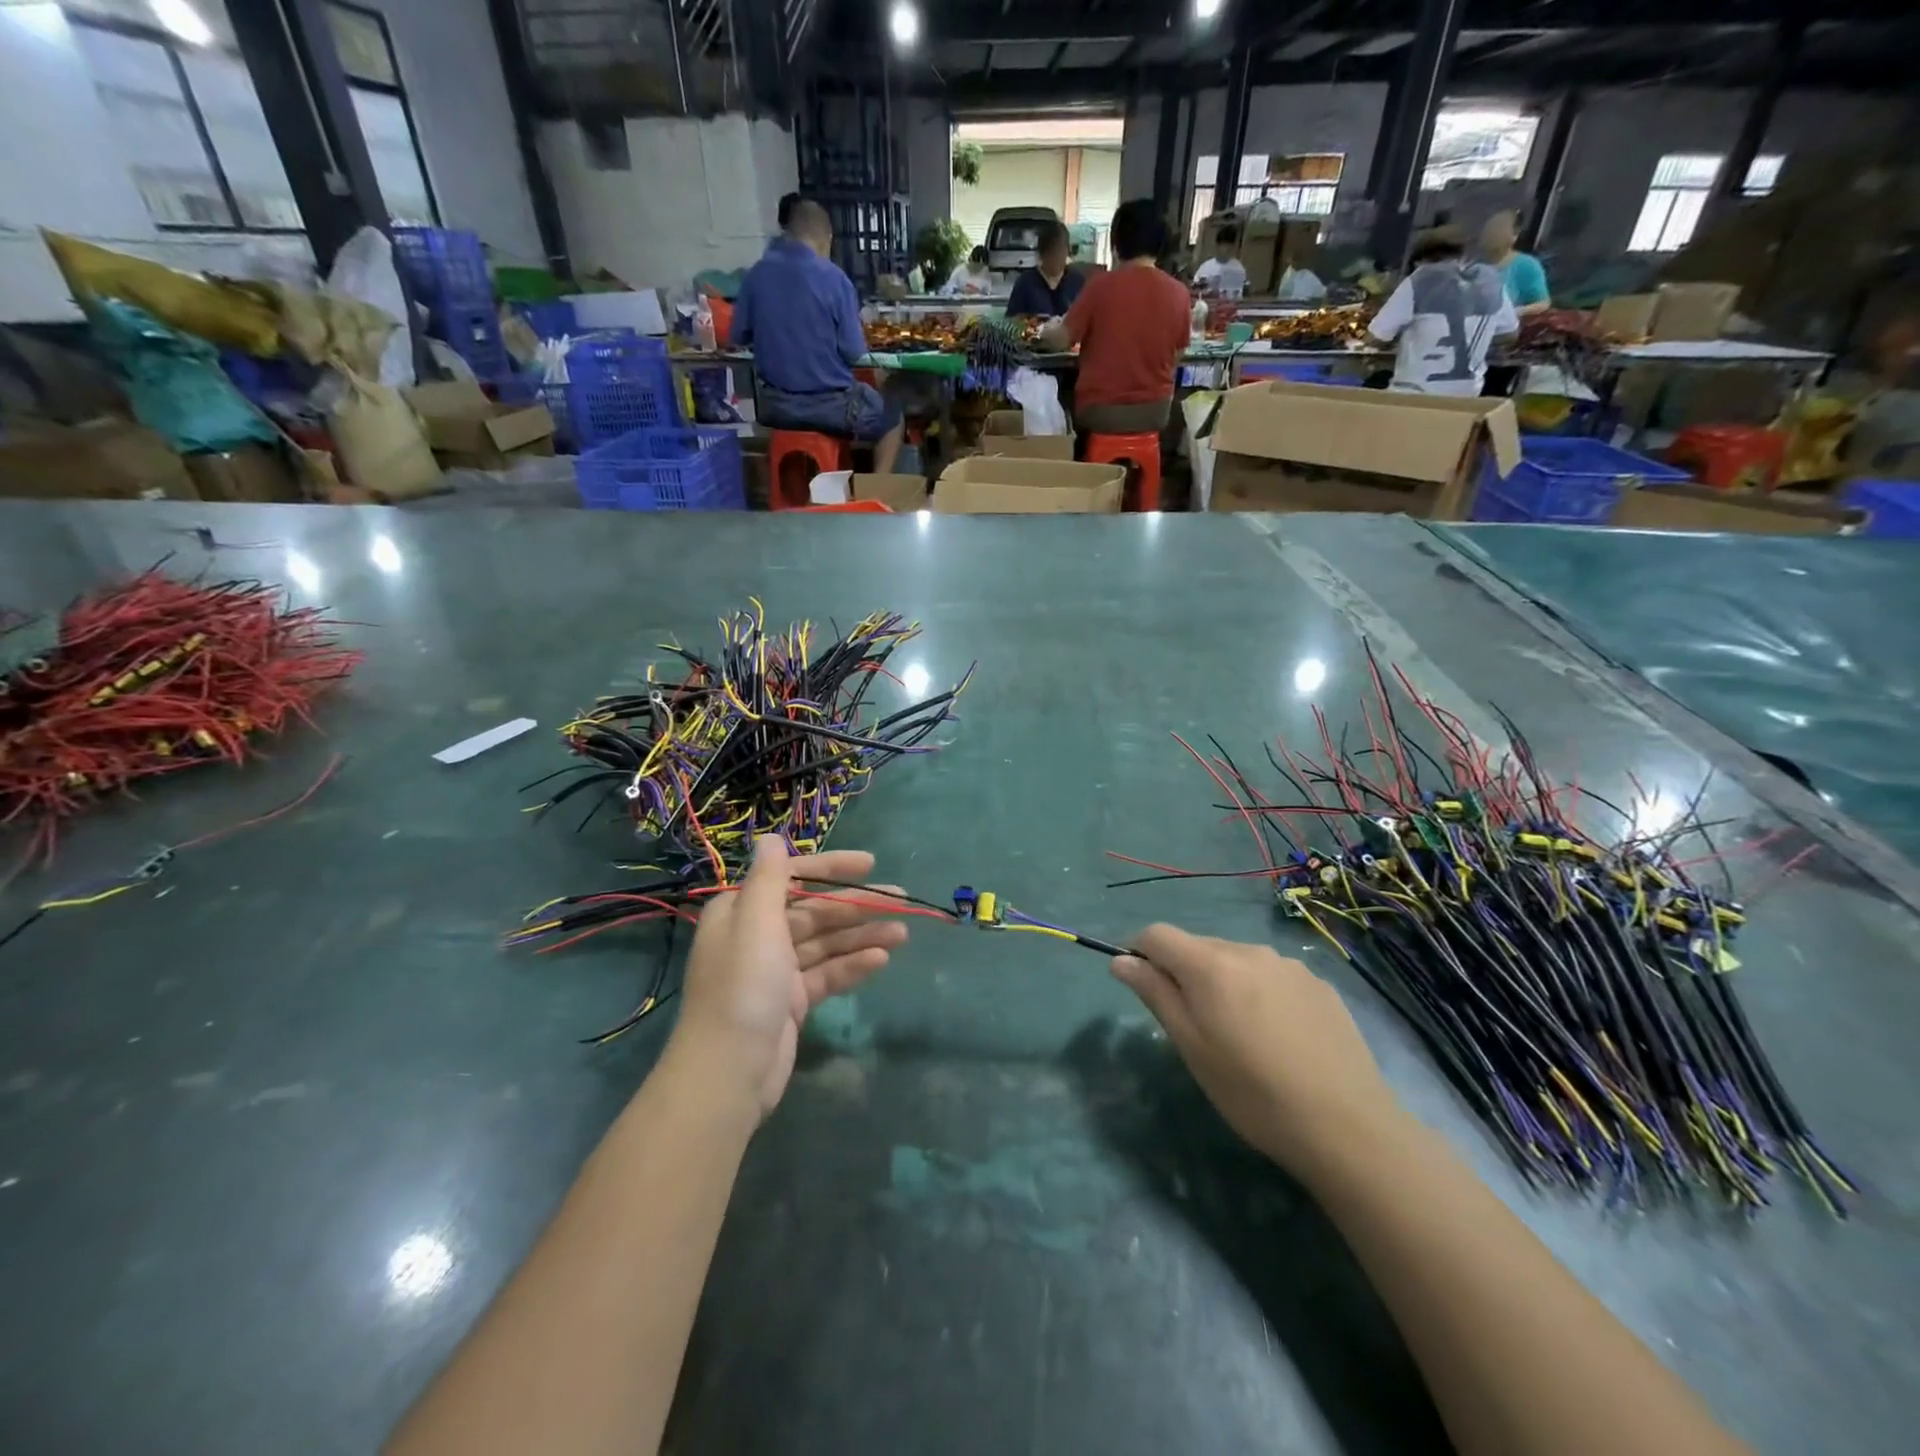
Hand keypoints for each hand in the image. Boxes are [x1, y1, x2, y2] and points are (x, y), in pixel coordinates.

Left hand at [672, 838, 906, 1118]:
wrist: (729, 1072)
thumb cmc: (743, 987)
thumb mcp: (755, 923)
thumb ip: (769, 879)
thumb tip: (771, 838)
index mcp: (742, 912)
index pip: (792, 878)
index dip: (831, 868)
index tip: (869, 864)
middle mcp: (758, 936)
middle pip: (815, 911)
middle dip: (856, 905)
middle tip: (901, 900)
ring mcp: (776, 971)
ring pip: (826, 943)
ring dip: (863, 936)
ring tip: (902, 934)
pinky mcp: (792, 1002)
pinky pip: (827, 974)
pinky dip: (852, 966)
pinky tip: (881, 961)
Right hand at [1111, 924, 1402, 1177]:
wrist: (1349, 1128)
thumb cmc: (1253, 1093)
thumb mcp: (1191, 1048)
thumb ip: (1155, 994)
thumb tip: (1120, 959)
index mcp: (1211, 965)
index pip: (1157, 934)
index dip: (1139, 952)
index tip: (1141, 986)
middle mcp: (1249, 950)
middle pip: (1198, 946)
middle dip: (1183, 972)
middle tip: (1192, 1025)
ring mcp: (1288, 965)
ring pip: (1236, 960)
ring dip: (1222, 982)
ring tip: (1239, 1034)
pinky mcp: (1319, 984)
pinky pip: (1271, 975)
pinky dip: (1258, 992)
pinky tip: (1277, 1036)